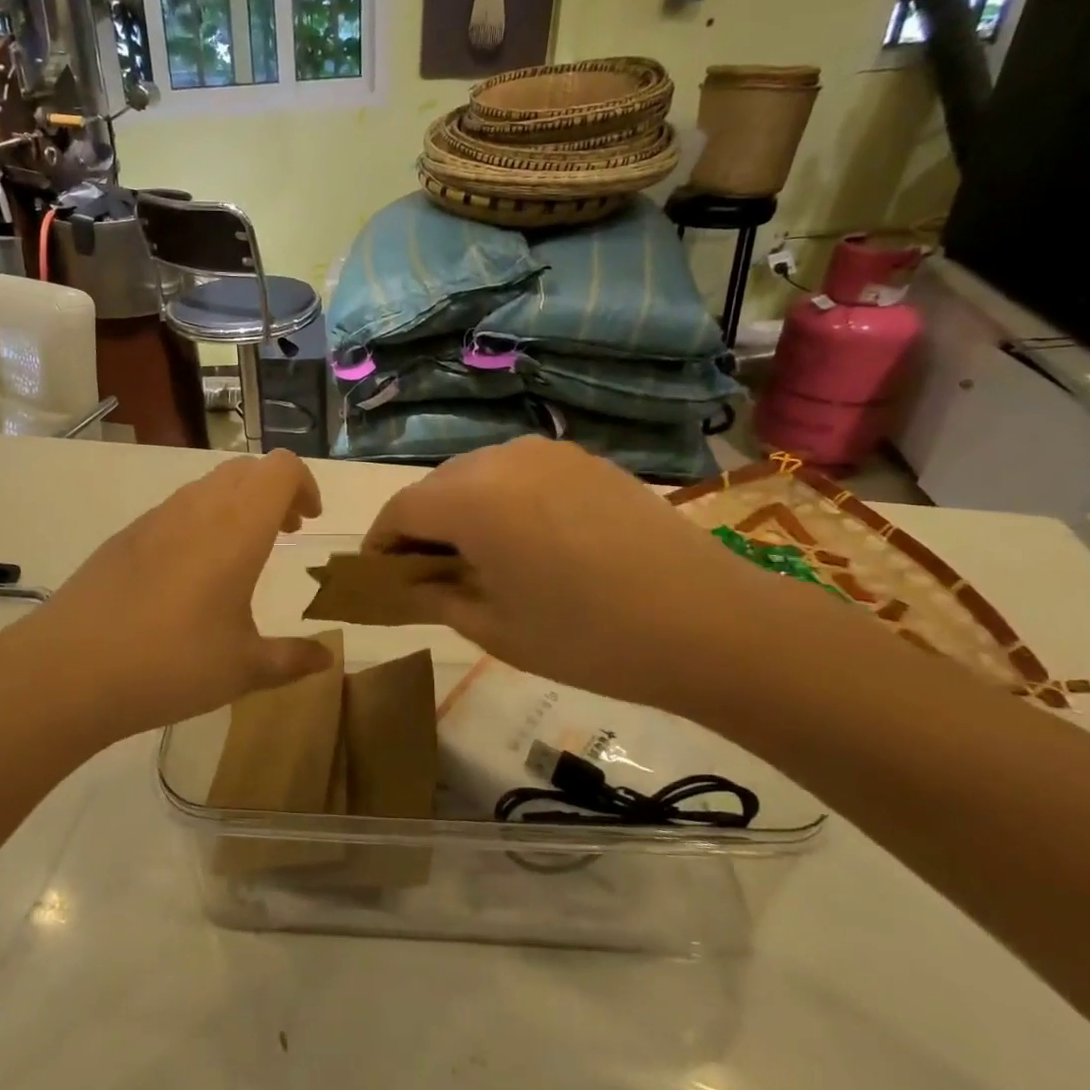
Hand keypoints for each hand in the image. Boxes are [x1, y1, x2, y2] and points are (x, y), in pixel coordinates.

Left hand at [0, 451, 332, 749]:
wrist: (68, 669)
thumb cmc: (171, 663)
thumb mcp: (243, 669)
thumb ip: (291, 659)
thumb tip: (326, 658)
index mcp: (237, 527)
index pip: (281, 468)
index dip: (304, 484)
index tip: (309, 521)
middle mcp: (198, 508)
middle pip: (246, 469)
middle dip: (273, 492)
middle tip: (285, 533)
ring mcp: (156, 518)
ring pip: (208, 486)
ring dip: (236, 505)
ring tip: (240, 557)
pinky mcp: (125, 536)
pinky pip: (176, 509)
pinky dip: (201, 521)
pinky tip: (190, 577)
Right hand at [363, 438, 800, 717]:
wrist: (708, 622)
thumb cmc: (586, 636)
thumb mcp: (494, 627)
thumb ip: (435, 596)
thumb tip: (408, 583)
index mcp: (469, 497)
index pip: (399, 510)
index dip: (381, 545)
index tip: (381, 578)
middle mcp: (501, 458)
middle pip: (436, 487)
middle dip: (421, 528)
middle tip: (429, 575)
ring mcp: (548, 453)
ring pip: (478, 475)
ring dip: (463, 511)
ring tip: (481, 558)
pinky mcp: (584, 460)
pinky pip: (520, 473)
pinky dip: (504, 501)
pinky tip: (529, 541)